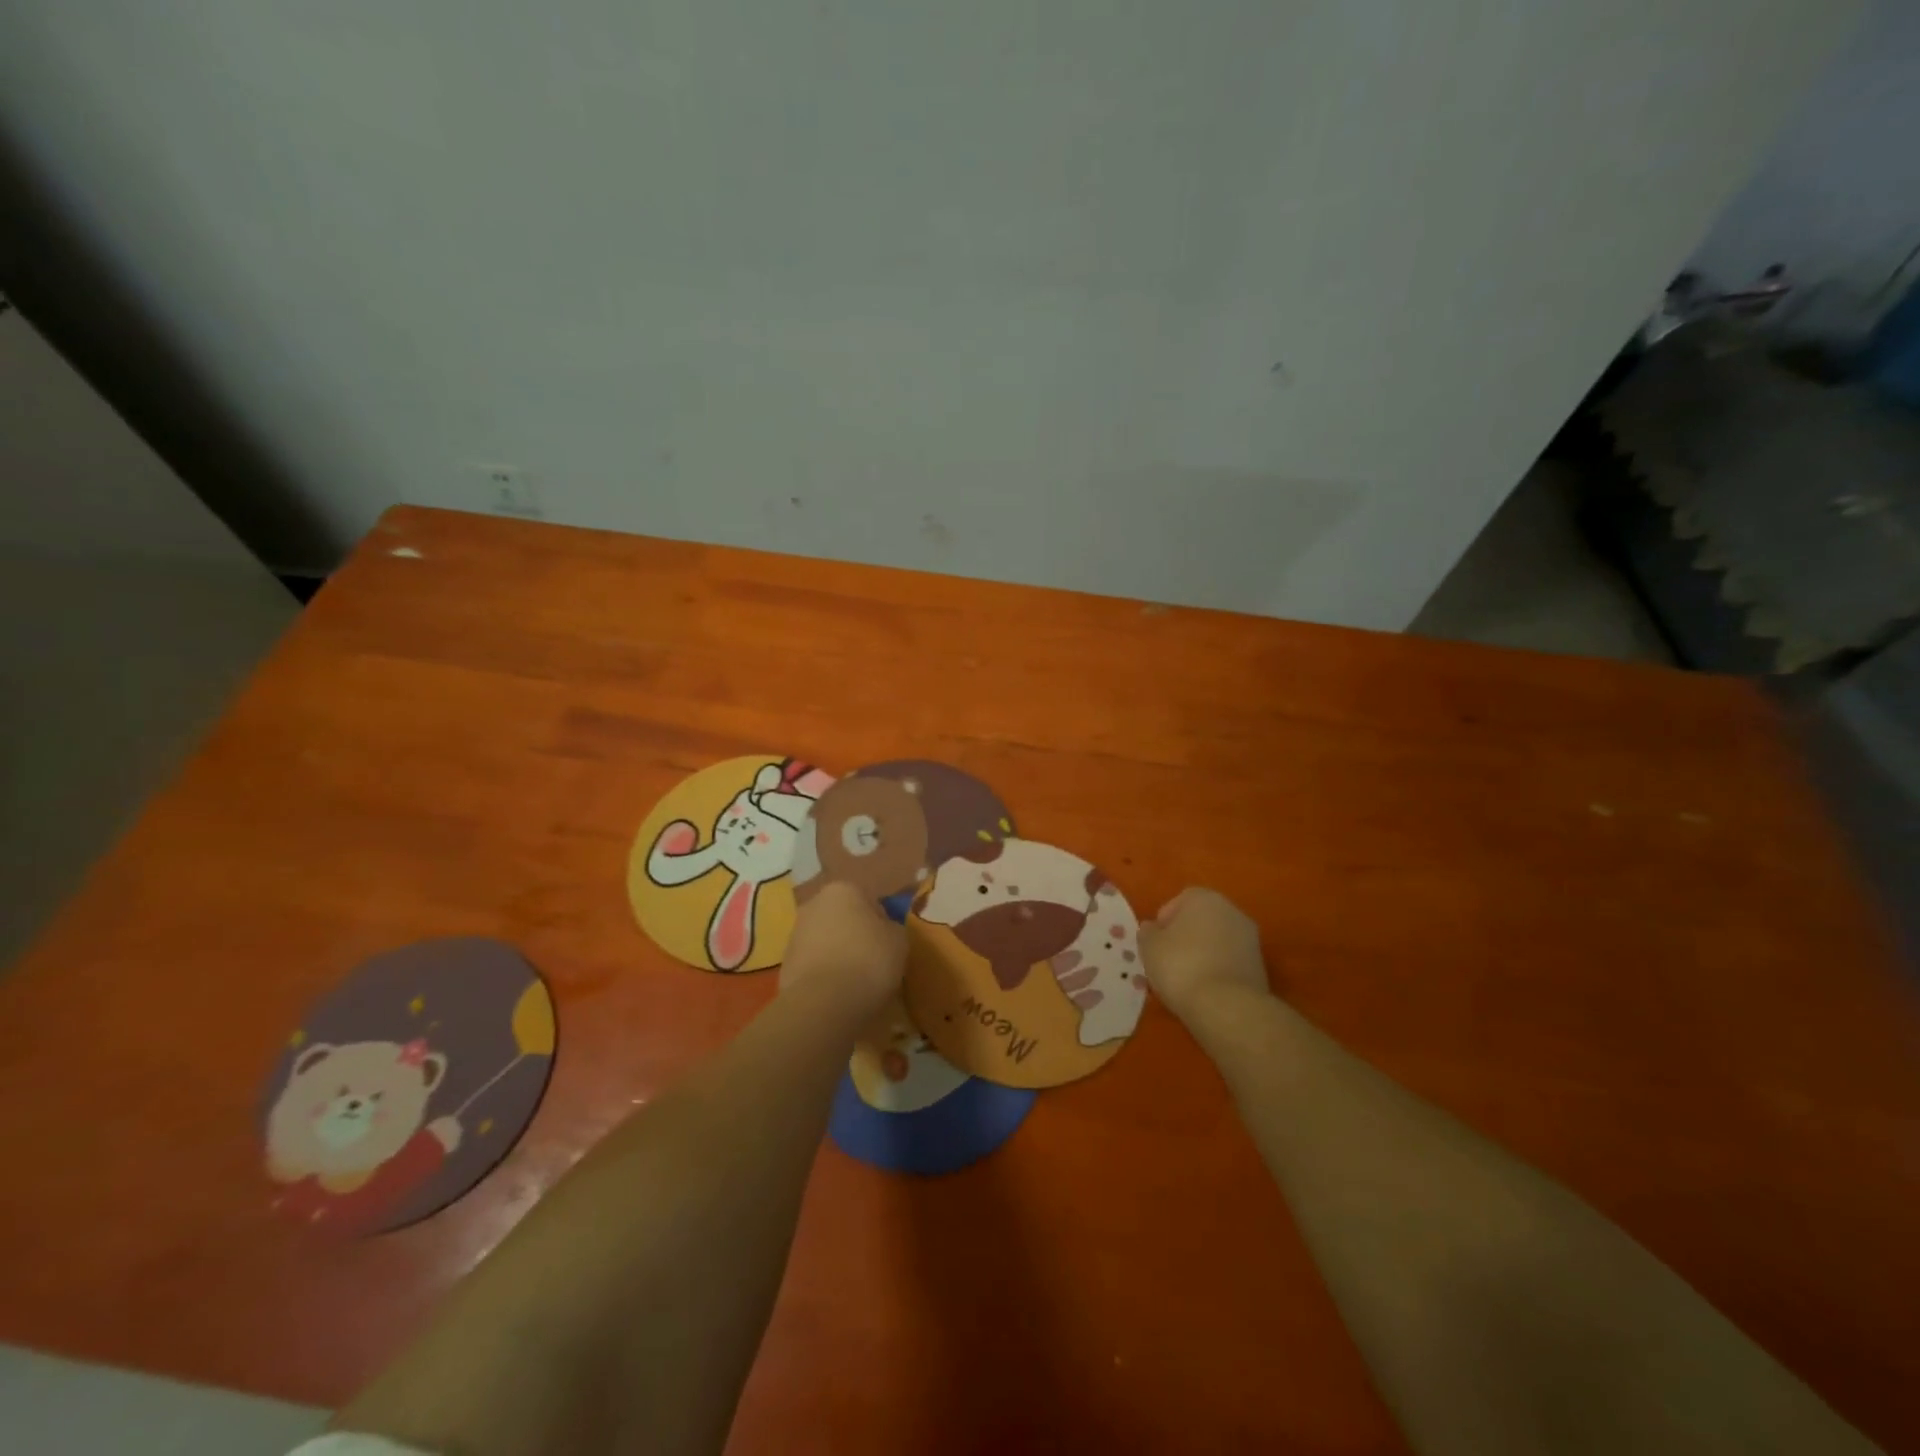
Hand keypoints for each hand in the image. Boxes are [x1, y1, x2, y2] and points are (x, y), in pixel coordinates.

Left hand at [780, 881, 904, 1016]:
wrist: (822, 1003)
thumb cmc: (868, 961)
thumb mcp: (899, 941)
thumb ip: (893, 928)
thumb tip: (885, 931)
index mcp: (843, 890)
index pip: (870, 902)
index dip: (883, 925)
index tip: (890, 947)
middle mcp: (814, 904)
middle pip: (844, 919)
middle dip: (857, 937)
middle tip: (874, 963)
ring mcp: (795, 934)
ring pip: (827, 942)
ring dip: (839, 956)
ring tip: (856, 984)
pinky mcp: (784, 965)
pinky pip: (814, 966)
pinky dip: (825, 976)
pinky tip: (838, 994)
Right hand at [1138, 888, 1269, 1023]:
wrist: (1226, 1007)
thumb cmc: (1180, 965)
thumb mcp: (1149, 947)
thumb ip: (1148, 932)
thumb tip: (1153, 928)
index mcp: (1205, 898)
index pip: (1180, 900)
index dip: (1165, 921)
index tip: (1156, 942)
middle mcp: (1232, 911)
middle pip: (1202, 920)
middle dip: (1186, 937)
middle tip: (1168, 959)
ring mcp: (1251, 939)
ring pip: (1217, 942)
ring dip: (1203, 954)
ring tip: (1185, 979)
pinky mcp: (1260, 967)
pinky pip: (1230, 962)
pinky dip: (1218, 971)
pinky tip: (1205, 990)